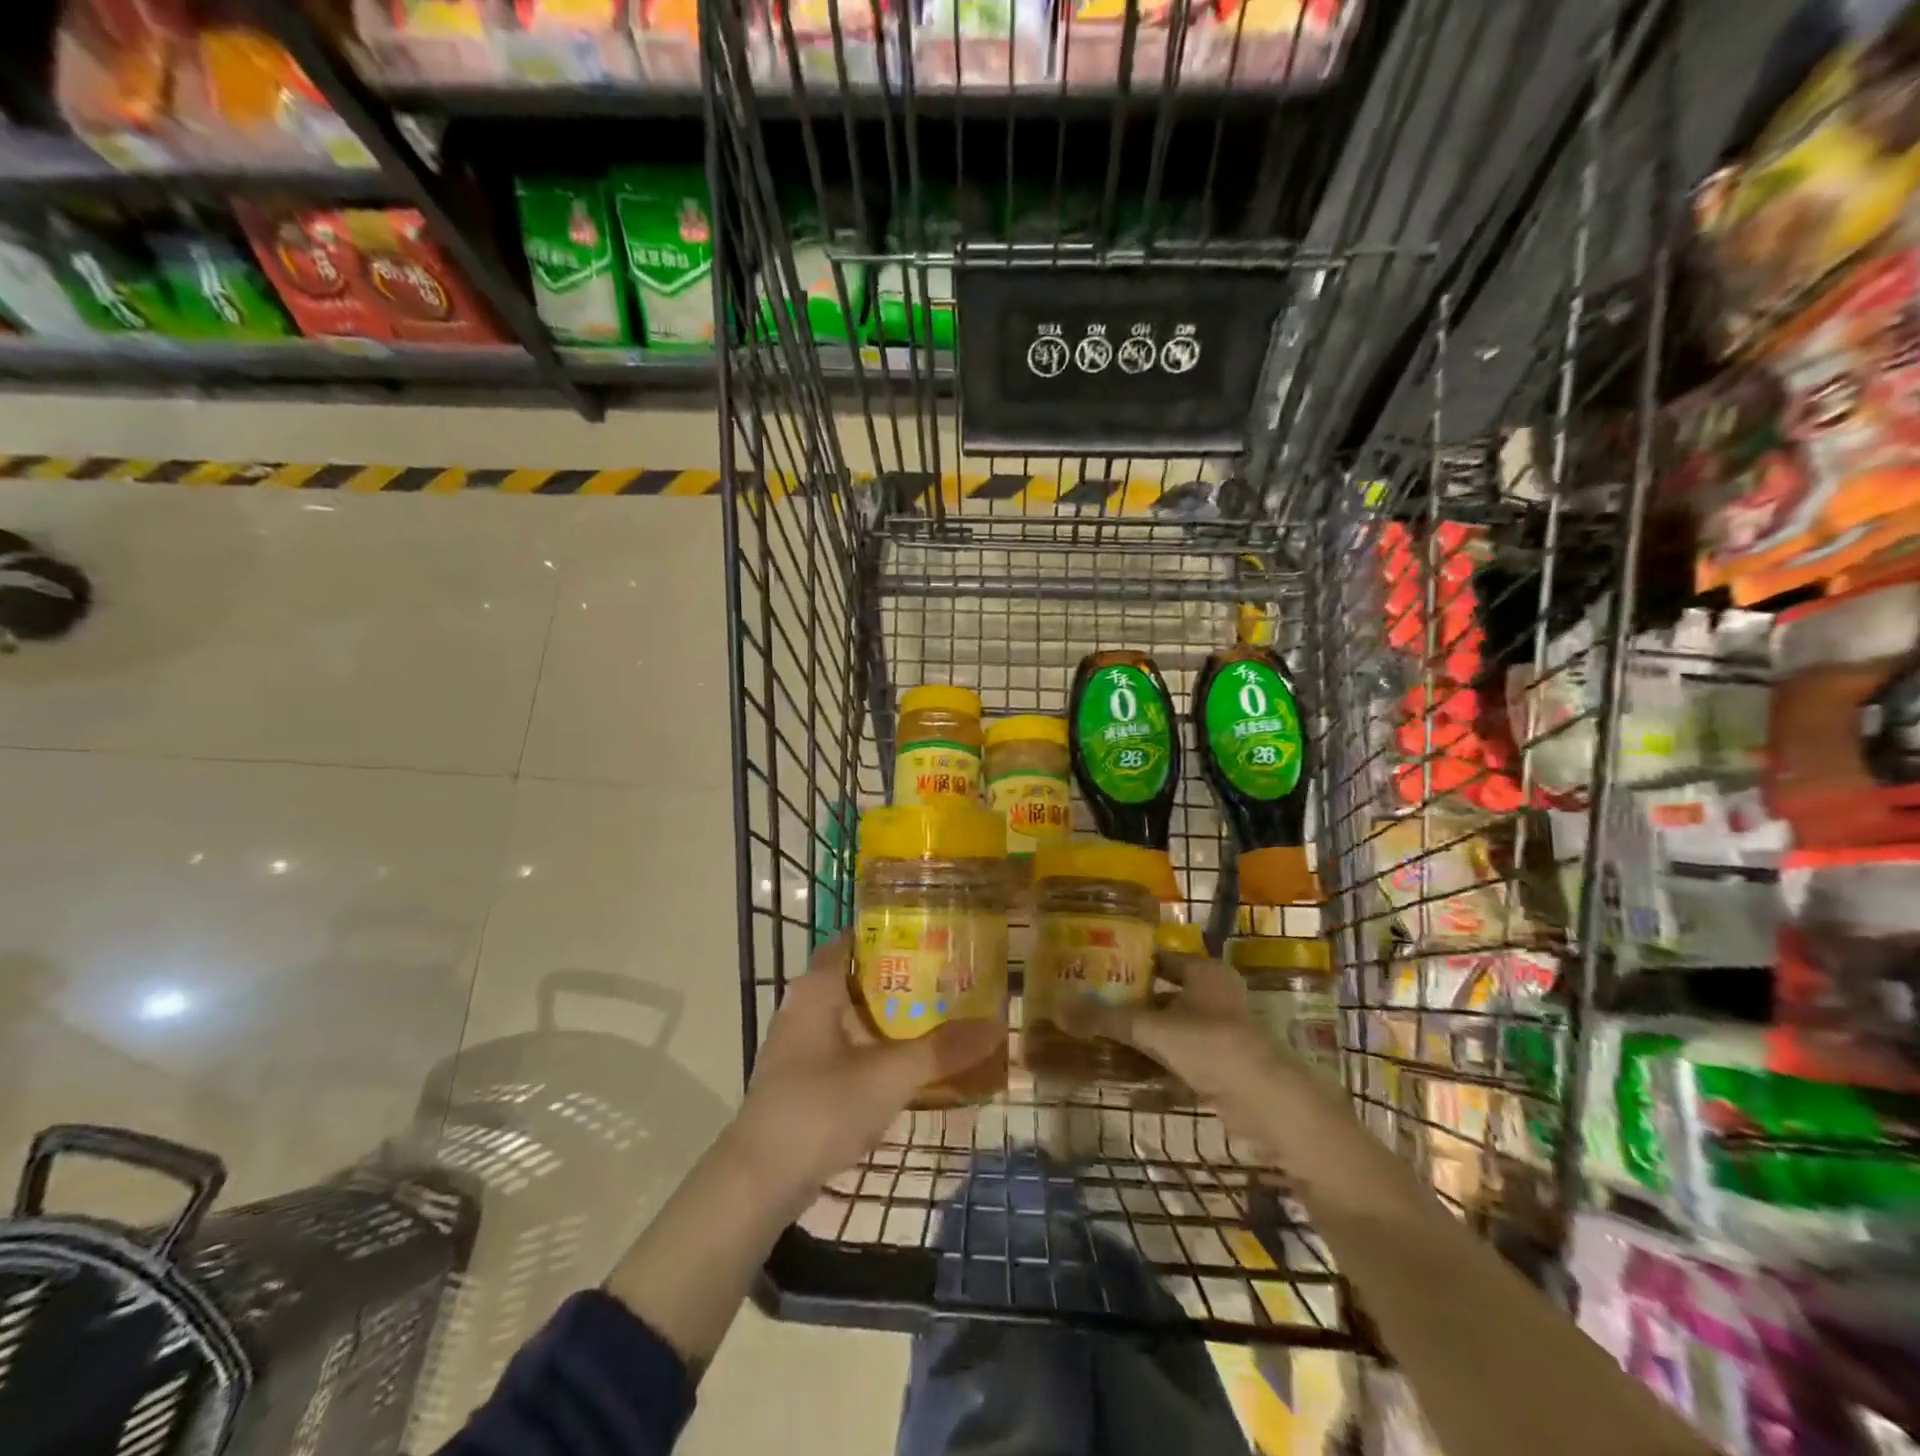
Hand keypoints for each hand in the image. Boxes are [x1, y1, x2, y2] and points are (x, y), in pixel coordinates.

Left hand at [728, 934, 1005, 1214]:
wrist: (758, 1182)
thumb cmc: (820, 1108)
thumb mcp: (889, 1076)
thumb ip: (941, 1050)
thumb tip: (998, 1025)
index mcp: (816, 989)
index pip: (853, 940)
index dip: (889, 933)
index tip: (931, 934)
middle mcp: (803, 1007)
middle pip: (856, 978)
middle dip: (899, 977)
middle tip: (947, 977)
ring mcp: (799, 1046)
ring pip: (851, 1016)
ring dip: (889, 1016)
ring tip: (938, 1016)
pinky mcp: (801, 1080)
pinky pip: (845, 1048)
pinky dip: (874, 1048)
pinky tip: (906, 1064)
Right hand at [1056, 951, 1277, 1112]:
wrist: (1267, 1105)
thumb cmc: (1212, 1046)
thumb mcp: (1153, 1029)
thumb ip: (1108, 1019)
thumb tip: (1059, 1009)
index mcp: (1205, 972)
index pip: (1160, 958)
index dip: (1129, 963)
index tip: (1095, 969)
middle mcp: (1214, 996)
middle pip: (1162, 994)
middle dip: (1129, 1002)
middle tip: (1089, 1005)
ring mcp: (1219, 1033)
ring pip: (1169, 1028)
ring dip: (1140, 1035)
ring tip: (1099, 1038)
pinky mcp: (1220, 1067)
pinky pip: (1177, 1057)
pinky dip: (1154, 1063)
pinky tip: (1124, 1071)